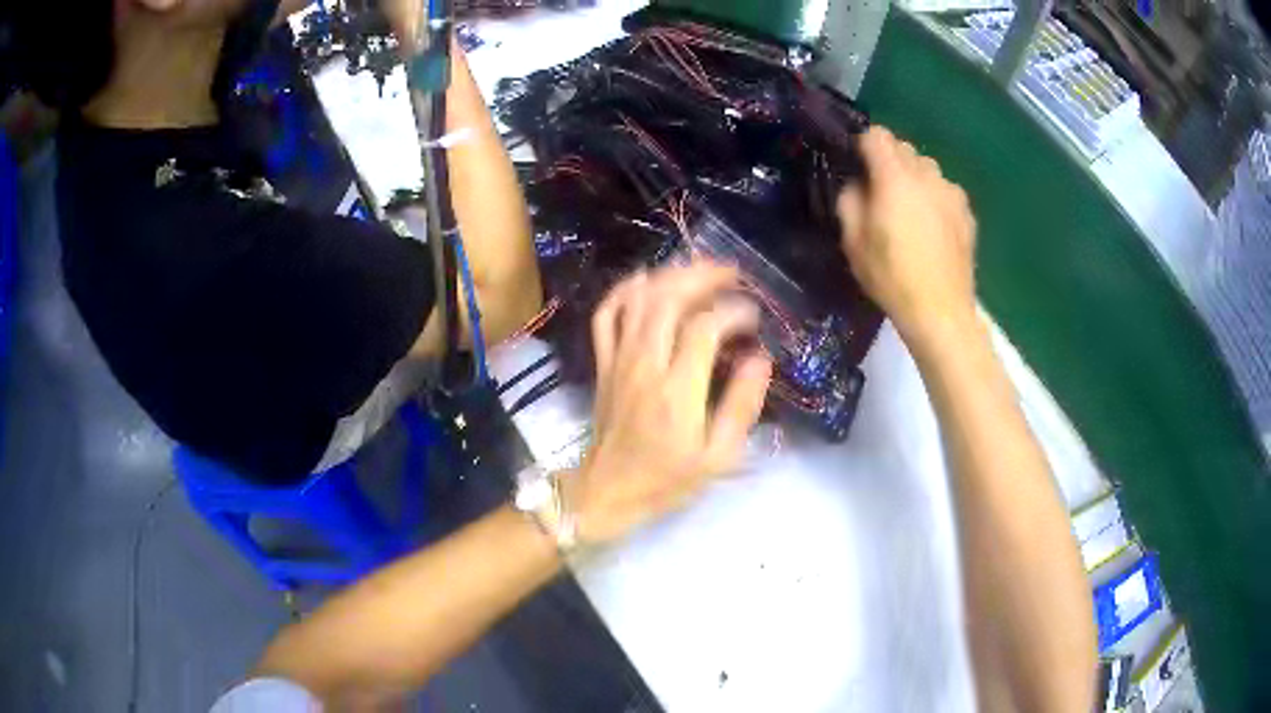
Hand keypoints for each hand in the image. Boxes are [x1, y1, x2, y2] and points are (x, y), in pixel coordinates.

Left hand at [568, 263, 773, 544]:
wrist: (607, 491)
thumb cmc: (667, 479)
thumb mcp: (718, 456)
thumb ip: (741, 405)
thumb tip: (760, 359)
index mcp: (676, 392)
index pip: (705, 329)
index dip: (734, 312)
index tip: (755, 319)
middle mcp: (644, 365)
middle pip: (667, 299)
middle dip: (702, 276)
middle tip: (732, 274)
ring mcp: (618, 360)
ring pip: (638, 299)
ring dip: (670, 276)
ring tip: (700, 271)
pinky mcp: (603, 362)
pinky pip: (606, 314)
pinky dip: (625, 290)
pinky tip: (647, 282)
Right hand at [837, 127, 977, 342]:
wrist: (941, 312)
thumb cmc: (891, 277)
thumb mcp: (852, 241)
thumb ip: (849, 200)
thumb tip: (857, 184)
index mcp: (894, 177)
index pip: (877, 135)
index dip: (864, 146)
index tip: (858, 167)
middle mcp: (926, 175)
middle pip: (904, 148)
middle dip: (890, 162)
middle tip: (881, 195)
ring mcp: (951, 193)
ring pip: (927, 169)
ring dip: (914, 179)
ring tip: (910, 211)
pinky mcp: (967, 213)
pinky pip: (945, 191)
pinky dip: (935, 198)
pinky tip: (933, 229)